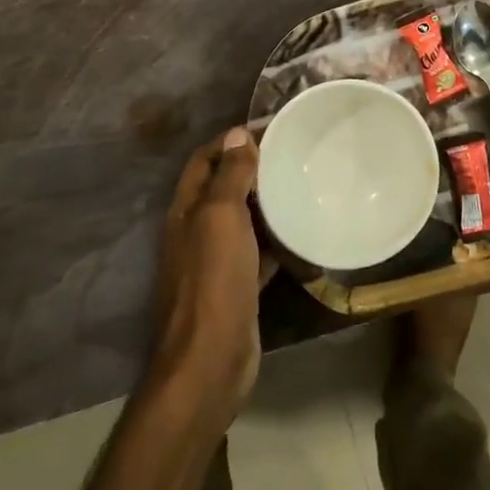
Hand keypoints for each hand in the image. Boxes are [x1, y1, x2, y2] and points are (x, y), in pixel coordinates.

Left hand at [148, 127, 272, 429]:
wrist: (211, 359)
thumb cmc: (214, 280)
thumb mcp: (221, 218)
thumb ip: (229, 176)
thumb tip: (237, 135)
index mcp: (186, 211)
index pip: (204, 161)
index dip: (230, 141)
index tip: (268, 129)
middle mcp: (196, 231)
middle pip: (223, 188)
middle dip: (252, 168)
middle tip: (292, 153)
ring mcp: (216, 261)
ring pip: (242, 220)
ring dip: (266, 203)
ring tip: (302, 184)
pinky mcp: (237, 286)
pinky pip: (258, 252)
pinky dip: (276, 240)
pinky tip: (302, 232)